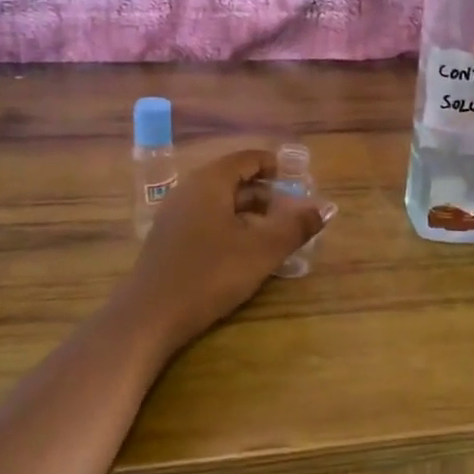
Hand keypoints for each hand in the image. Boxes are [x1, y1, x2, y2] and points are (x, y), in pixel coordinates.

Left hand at [124, 149, 327, 349]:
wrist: (150, 315)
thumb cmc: (210, 274)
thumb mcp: (262, 251)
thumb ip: (295, 227)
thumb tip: (324, 210)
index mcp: (210, 182)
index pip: (246, 158)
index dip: (273, 165)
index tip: (296, 180)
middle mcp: (189, 190)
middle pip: (232, 179)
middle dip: (264, 192)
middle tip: (291, 209)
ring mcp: (174, 215)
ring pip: (219, 202)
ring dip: (247, 211)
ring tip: (272, 232)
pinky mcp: (168, 239)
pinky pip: (205, 219)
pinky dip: (229, 225)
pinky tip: (243, 251)